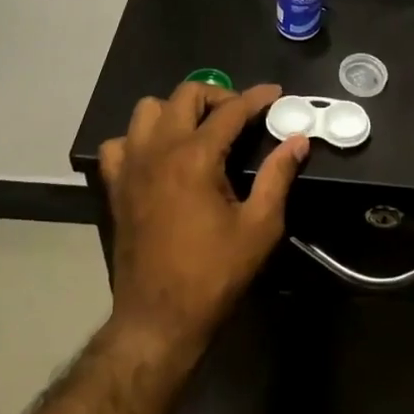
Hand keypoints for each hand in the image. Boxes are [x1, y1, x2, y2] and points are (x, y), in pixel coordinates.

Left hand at [99, 81, 307, 350]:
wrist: (159, 319)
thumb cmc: (214, 274)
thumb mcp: (260, 226)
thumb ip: (278, 175)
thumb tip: (298, 140)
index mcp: (195, 157)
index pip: (231, 109)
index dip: (257, 98)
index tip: (275, 94)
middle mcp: (159, 150)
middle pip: (186, 94)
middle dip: (218, 95)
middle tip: (240, 116)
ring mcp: (131, 166)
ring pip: (148, 110)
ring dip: (177, 111)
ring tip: (200, 131)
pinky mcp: (116, 186)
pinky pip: (120, 143)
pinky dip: (140, 140)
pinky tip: (159, 157)